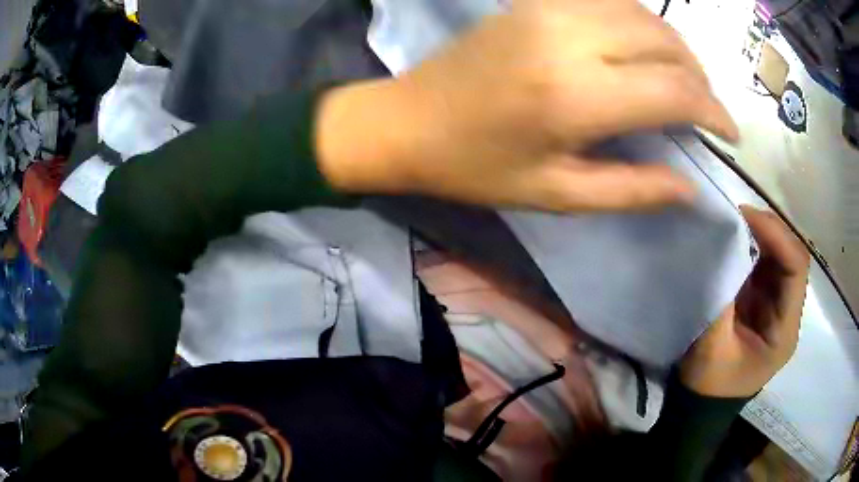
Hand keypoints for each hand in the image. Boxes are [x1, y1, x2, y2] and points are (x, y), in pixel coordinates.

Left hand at [317, 0, 738, 211]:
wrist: (408, 121)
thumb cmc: (476, 167)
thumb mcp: (557, 194)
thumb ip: (632, 190)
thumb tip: (689, 186)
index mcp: (577, 95)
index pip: (676, 90)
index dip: (714, 111)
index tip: (729, 133)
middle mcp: (570, 37)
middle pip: (668, 42)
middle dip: (700, 78)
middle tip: (704, 111)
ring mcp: (550, 9)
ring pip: (644, 14)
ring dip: (675, 48)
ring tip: (682, 83)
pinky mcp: (535, 1)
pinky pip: (610, 1)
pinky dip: (641, 24)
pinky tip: (642, 51)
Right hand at [680, 206, 809, 397]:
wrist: (700, 406)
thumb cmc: (708, 386)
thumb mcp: (712, 349)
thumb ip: (719, 299)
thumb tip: (716, 249)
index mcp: (785, 330)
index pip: (796, 269)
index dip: (777, 237)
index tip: (746, 217)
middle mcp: (787, 313)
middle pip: (791, 258)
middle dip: (768, 231)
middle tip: (737, 214)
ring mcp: (775, 307)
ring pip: (778, 258)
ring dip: (759, 237)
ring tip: (733, 223)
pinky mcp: (761, 304)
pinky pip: (762, 267)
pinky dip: (750, 249)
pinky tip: (733, 241)